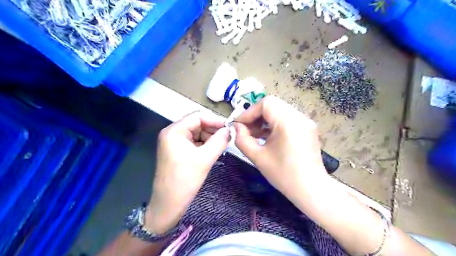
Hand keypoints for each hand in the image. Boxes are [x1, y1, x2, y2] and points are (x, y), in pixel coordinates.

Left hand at [145, 112, 227, 233]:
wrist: (168, 204)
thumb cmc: (185, 180)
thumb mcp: (205, 159)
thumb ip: (219, 141)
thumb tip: (230, 130)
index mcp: (174, 131)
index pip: (198, 116)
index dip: (215, 120)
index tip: (230, 128)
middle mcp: (173, 133)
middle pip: (197, 124)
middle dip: (213, 130)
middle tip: (228, 138)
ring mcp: (174, 142)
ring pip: (197, 133)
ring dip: (211, 138)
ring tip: (223, 146)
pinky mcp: (178, 151)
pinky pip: (195, 142)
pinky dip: (205, 144)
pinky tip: (214, 151)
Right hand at [233, 96, 329, 199]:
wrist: (311, 189)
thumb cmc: (283, 175)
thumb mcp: (258, 157)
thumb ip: (242, 139)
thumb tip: (236, 127)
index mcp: (288, 122)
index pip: (266, 103)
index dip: (249, 112)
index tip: (238, 125)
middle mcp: (299, 117)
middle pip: (272, 105)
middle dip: (256, 116)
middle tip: (245, 129)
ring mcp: (305, 121)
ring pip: (279, 110)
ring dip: (264, 120)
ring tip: (254, 135)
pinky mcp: (307, 128)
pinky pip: (286, 118)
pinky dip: (274, 124)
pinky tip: (267, 137)